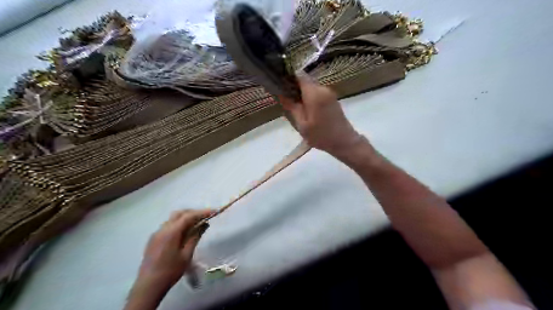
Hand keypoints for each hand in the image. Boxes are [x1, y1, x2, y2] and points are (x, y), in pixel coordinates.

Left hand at [126, 208, 213, 309]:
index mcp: (171, 232)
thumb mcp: (186, 254)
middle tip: (206, 217)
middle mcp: (163, 229)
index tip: (214, 212)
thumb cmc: (170, 271)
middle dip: (194, 213)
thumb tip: (204, 224)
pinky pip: (168, 225)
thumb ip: (195, 237)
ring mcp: (156, 233)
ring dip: (186, 218)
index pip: (189, 216)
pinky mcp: (154, 239)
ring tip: (197, 224)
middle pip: (180, 213)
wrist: (148, 286)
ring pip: (173, 219)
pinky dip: (178, 224)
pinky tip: (185, 233)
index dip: (202, 212)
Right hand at [277, 75, 362, 156]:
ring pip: (311, 87)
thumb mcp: (302, 124)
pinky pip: (317, 93)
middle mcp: (322, 89)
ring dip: (302, 94)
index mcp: (314, 94)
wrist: (344, 142)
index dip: (288, 78)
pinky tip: (307, 110)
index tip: (280, 87)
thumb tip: (281, 94)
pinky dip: (310, 97)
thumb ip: (292, 107)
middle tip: (286, 101)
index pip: (299, 75)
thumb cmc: (321, 135)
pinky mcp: (332, 98)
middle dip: (294, 88)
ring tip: (296, 107)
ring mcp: (329, 93)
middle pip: (304, 81)